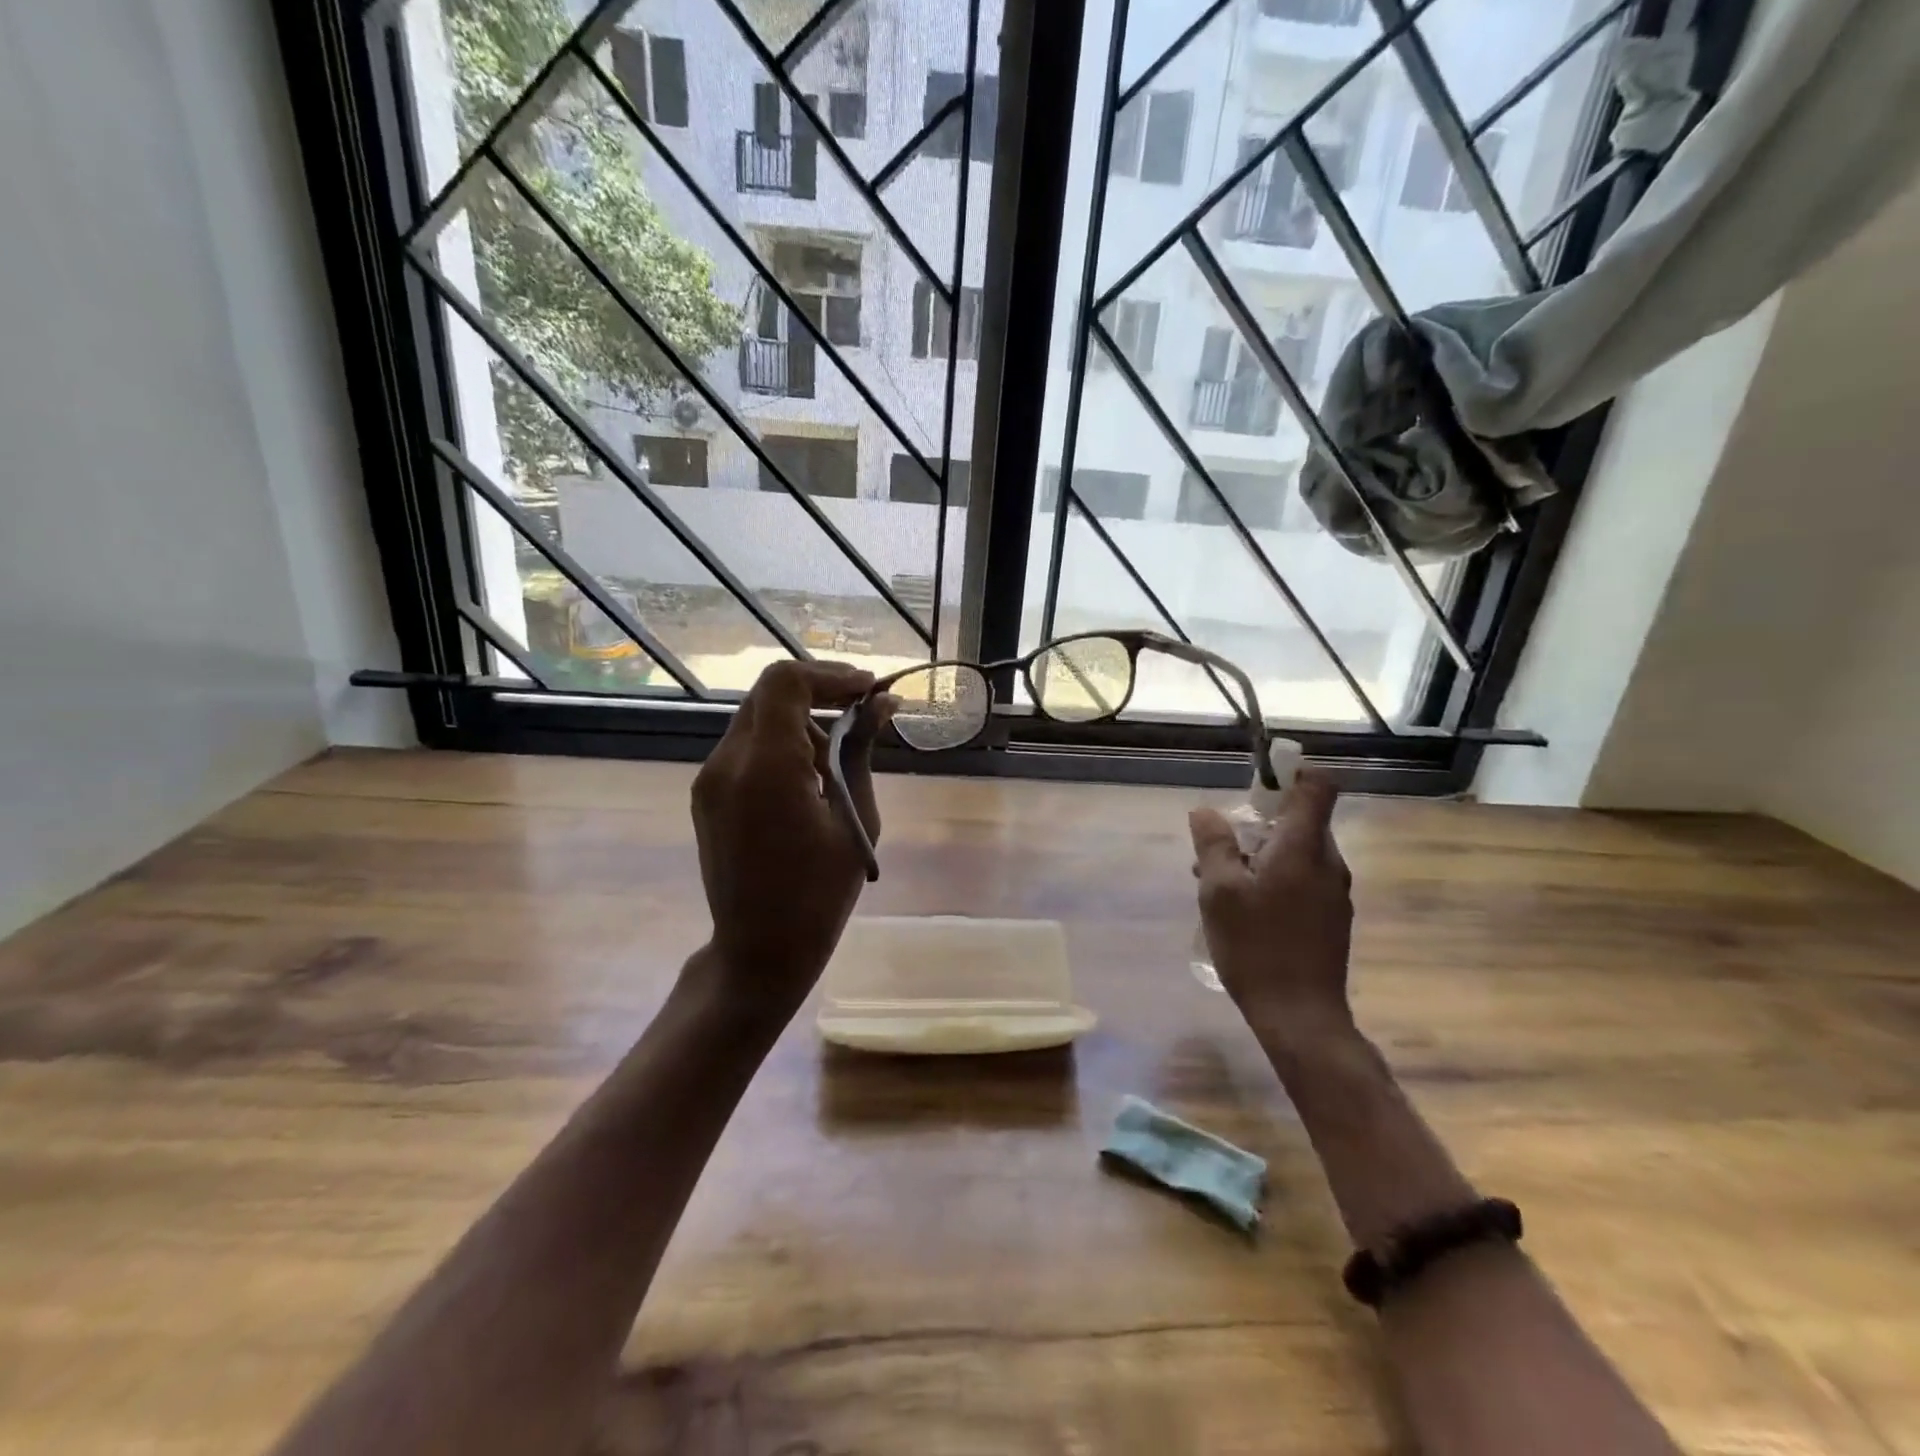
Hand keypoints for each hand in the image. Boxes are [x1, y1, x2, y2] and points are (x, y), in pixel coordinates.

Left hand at [691, 659, 891, 1015]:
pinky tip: (808, 780)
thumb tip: (882, 705)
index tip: (867, 691)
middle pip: (769, 694)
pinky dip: (780, 744)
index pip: (786, 682)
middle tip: (861, 713)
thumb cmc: (820, 894)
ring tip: (838, 760)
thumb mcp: (855, 819)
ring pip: (757, 718)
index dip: (830, 676)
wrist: (759, 950)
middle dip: (818, 693)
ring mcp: (710, 779)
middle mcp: (727, 762)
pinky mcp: (706, 795)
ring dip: (801, 721)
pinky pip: (746, 747)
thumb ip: (862, 753)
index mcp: (766, 767)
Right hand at [1190, 771, 1354, 1047]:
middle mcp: (1328, 862)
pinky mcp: (1331, 917)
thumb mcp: (1219, 891)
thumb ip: (1213, 845)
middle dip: (1258, 824)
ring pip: (1297, 852)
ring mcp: (1334, 892)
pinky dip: (1274, 878)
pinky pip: (1302, 878)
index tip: (1256, 783)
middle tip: (1218, 849)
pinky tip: (1244, 909)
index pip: (1318, 787)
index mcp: (1304, 848)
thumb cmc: (1256, 946)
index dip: (1291, 773)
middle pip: (1300, 821)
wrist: (1300, 1016)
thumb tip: (1205, 811)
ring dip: (1260, 855)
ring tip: (1220, 884)